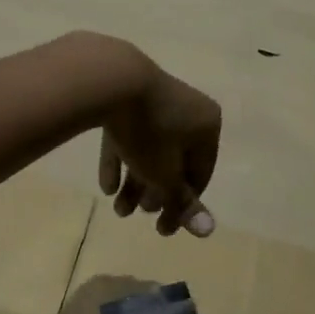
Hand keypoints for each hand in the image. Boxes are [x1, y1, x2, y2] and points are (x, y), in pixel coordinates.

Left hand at [95, 42, 220, 238]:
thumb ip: (183, 203)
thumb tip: (207, 232)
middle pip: (174, 162)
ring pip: (149, 150)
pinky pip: (128, 134)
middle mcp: (187, 110)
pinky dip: (120, 159)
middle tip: (139, 214)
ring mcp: (155, 101)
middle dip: (154, 193)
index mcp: (207, 125)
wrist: (111, 81)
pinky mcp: (126, 97)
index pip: (201, 174)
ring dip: (135, 183)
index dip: (183, 205)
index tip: (164, 228)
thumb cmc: (150, 133)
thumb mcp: (166, 175)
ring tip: (118, 209)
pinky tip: (106, 186)